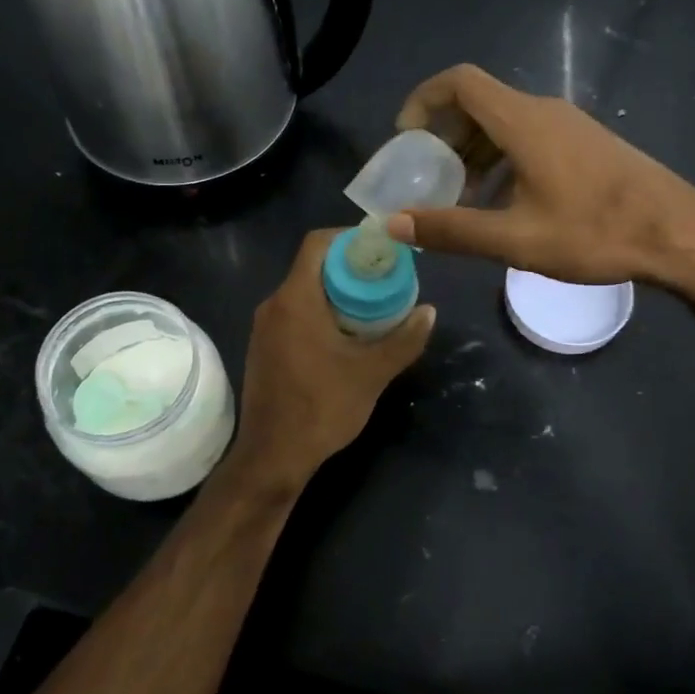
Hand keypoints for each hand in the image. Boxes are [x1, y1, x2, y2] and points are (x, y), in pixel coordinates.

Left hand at [227, 230, 434, 491]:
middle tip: (386, 280)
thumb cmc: (321, 408)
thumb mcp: (372, 373)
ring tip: (373, 307)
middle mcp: (274, 305)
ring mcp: (265, 328)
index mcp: (295, 299)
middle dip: (350, 268)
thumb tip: (429, 311)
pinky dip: (321, 313)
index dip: (350, 237)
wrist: (272, 456)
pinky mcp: (264, 348)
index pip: (318, 243)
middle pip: (313, 266)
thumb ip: (404, 339)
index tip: (381, 249)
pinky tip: (347, 336)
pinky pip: (295, 314)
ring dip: (337, 293)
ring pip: (304, 292)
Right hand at [386, 64, 694, 302]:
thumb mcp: (516, 239)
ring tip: (462, 197)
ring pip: (505, 122)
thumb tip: (395, 222)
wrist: (680, 234)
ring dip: (474, 151)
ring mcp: (570, 125)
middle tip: (429, 176)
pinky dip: (502, 158)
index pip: (460, 82)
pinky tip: (505, 202)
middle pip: (479, 102)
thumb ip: (452, 229)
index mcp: (523, 121)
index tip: (406, 138)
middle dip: (445, 135)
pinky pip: (529, 136)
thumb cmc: (596, 233)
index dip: (423, 100)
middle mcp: (544, 111)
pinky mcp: (586, 143)